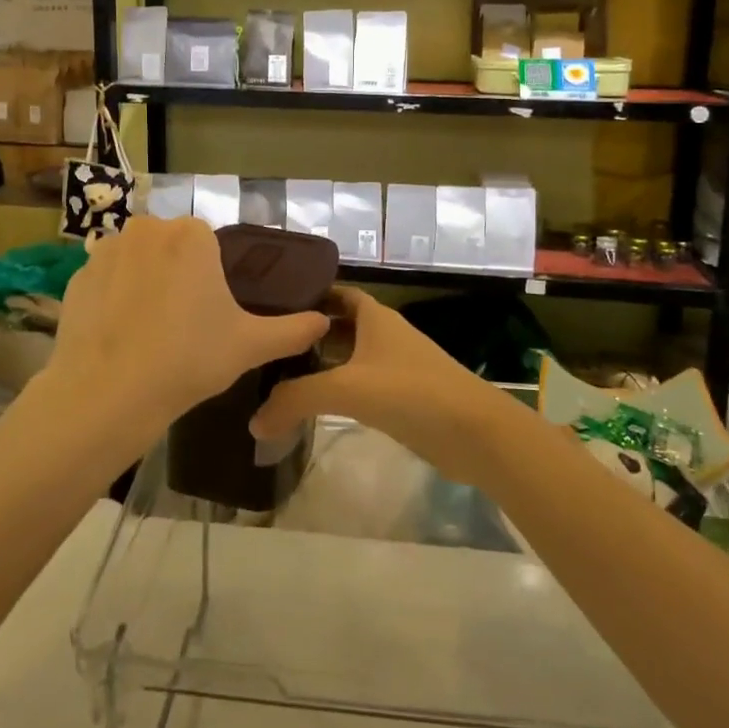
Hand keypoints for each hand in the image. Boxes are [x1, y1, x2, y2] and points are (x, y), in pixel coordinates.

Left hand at [43, 217, 329, 458]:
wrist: (108, 393)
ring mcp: (106, 250)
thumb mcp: (250, 345)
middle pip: (171, 247)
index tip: (211, 311)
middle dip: (178, 274)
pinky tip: (119, 334)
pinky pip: (105, 280)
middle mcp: (147, 229)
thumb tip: (324, 322)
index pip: (208, 243)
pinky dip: (113, 298)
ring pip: (137, 260)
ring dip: (144, 282)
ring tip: (149, 331)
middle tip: (184, 323)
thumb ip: (293, 330)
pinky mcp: (76, 277)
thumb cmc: (188, 359)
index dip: (212, 276)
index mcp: (191, 235)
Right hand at [252, 288, 513, 487]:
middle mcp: (384, 336)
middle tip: (266, 343)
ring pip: (349, 357)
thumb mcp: (346, 389)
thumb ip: (295, 400)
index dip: (308, 294)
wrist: (475, 433)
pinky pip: (360, 386)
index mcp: (374, 318)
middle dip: (307, 332)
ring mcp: (395, 367)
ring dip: (321, 364)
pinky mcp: (402, 398)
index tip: (272, 302)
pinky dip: (337, 390)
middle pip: (339, 326)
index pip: (337, 294)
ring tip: (278, 374)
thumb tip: (254, 422)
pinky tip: (313, 406)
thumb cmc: (410, 392)